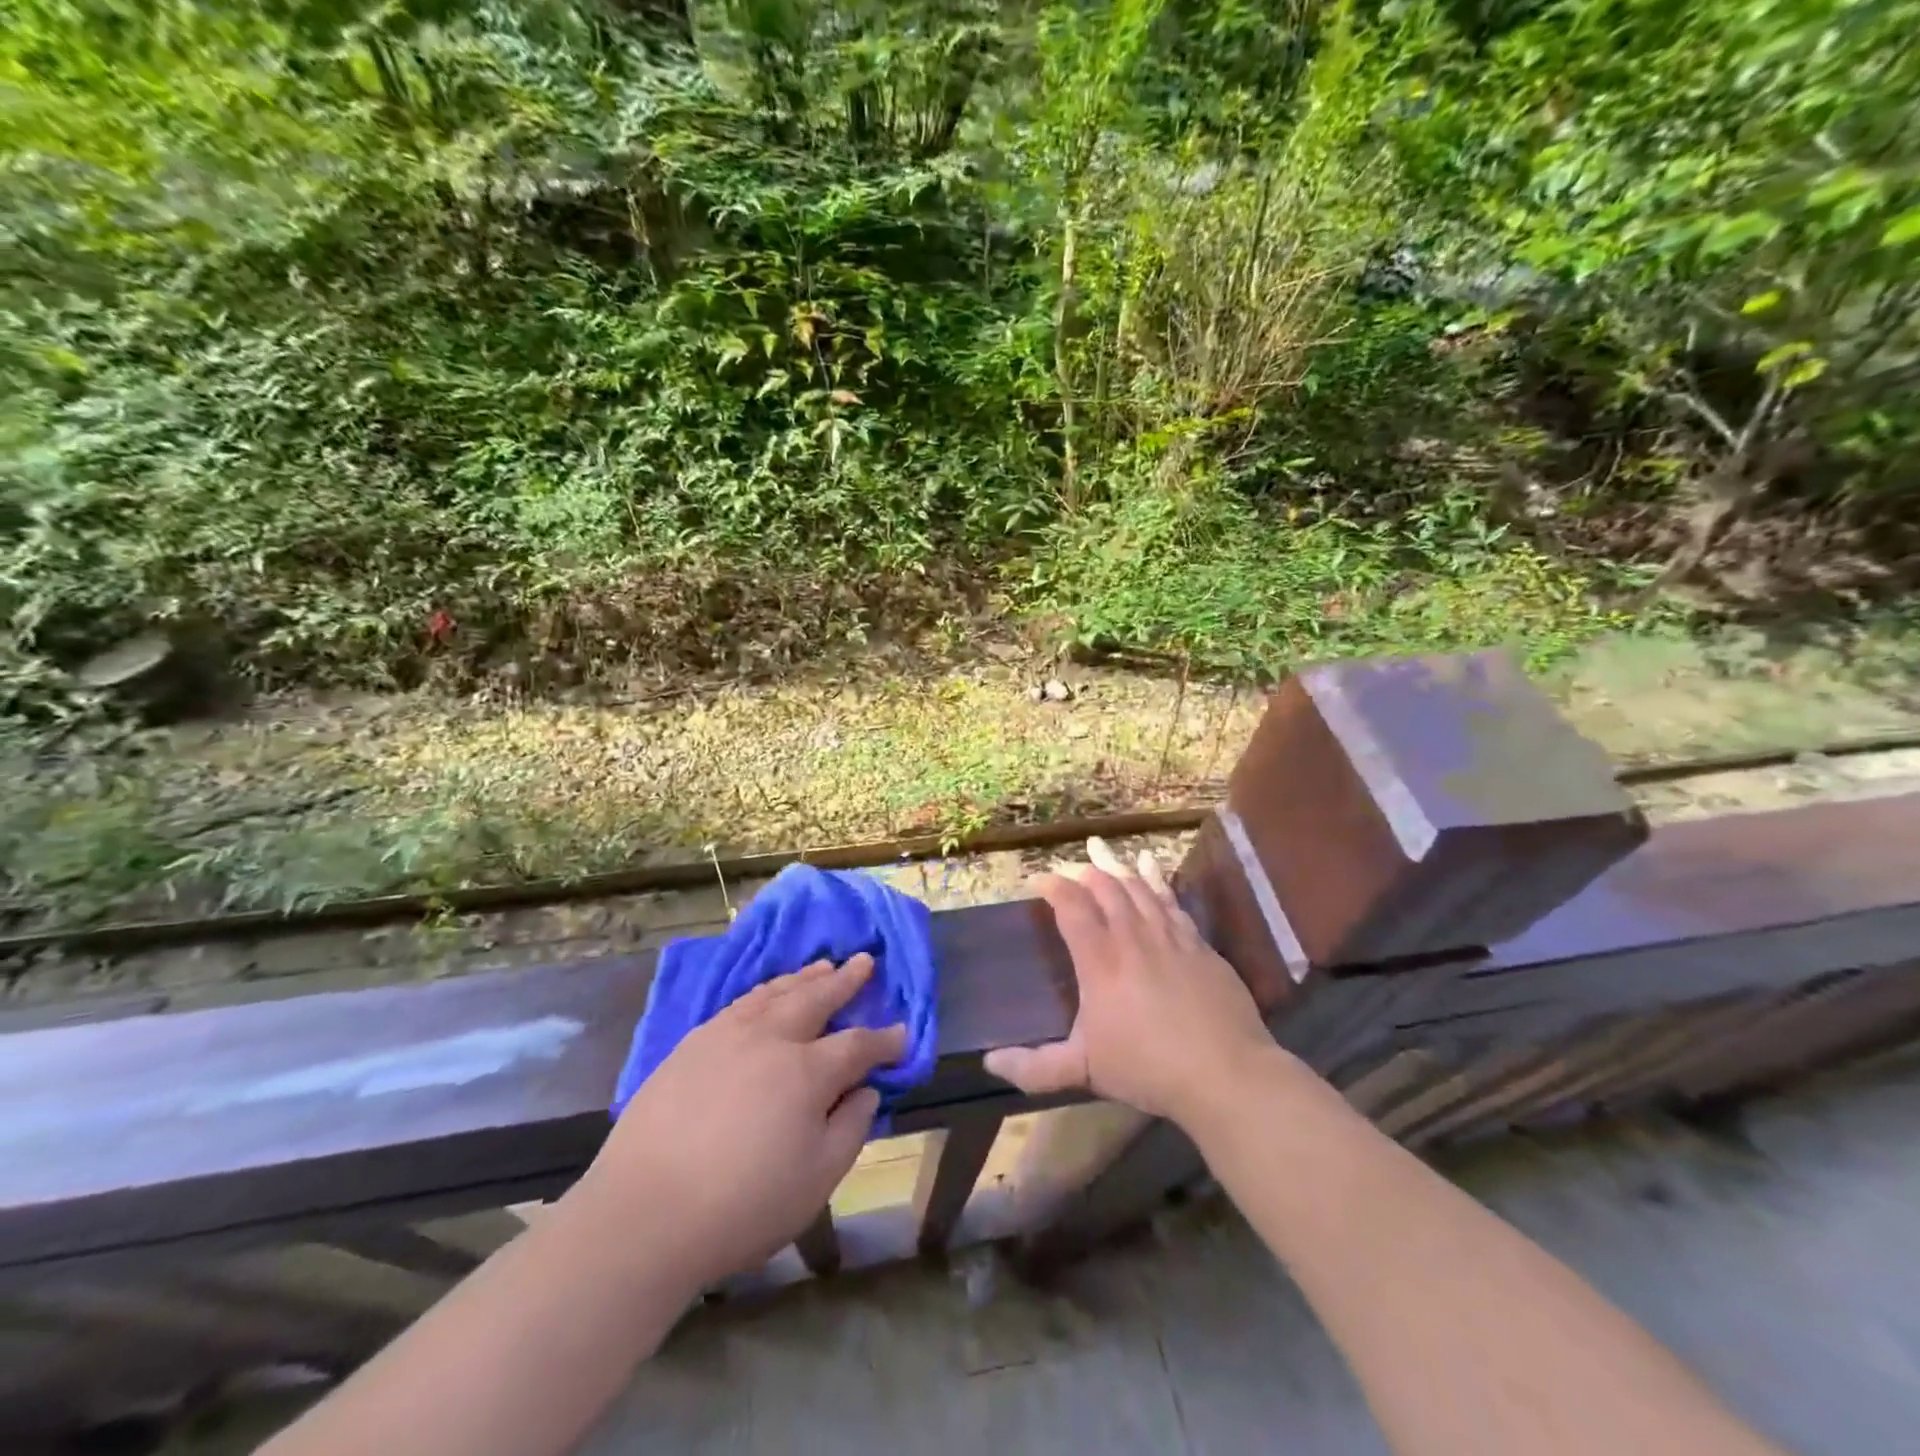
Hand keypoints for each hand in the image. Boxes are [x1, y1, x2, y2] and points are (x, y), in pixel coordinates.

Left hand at [567, 955, 904, 1290]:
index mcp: (806, 1072)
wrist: (642, 1216)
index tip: (901, 1035)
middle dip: (845, 980)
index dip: (884, 1041)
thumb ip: (850, 1128)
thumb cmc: (741, 1206)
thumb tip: (866, 1090)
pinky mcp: (691, 1045)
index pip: (857, 1046)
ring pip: (775, 994)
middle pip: (816, 998)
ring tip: (822, 965)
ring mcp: (726, 1036)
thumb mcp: (817, 1180)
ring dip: (804, 978)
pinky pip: (740, 1003)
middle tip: (864, 961)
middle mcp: (770, 1039)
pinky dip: (764, 991)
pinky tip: (767, 994)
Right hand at [984, 837, 1280, 1128]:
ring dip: (1116, 867)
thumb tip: (990, 1062)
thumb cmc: (1148, 1068)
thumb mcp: (1083, 1071)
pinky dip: (1156, 879)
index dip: (1052, 887)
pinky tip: (1150, 865)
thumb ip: (1034, 1067)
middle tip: (1068, 865)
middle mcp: (1133, 938)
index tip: (1037, 879)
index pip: (1071, 908)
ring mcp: (1170, 937)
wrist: (1225, 1073)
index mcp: (1100, 961)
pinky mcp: (1199, 945)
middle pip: (1105, 889)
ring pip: (1138, 887)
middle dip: (1082, 871)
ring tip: (1100, 849)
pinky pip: (1171, 900)